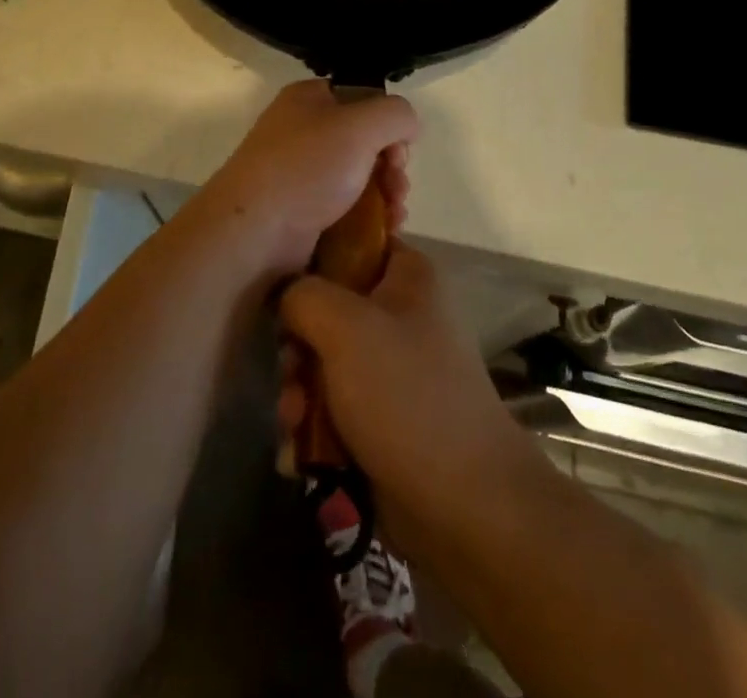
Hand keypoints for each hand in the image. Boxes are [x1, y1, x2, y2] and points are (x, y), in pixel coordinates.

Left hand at [191, 79, 416, 276]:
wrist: (254, 233)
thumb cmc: (306, 168)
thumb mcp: (360, 125)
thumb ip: (396, 114)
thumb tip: (407, 127)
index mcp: (308, 99)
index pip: (362, 99)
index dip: (388, 123)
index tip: (400, 150)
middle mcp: (302, 131)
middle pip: (366, 142)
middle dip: (392, 166)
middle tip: (398, 188)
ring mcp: (300, 174)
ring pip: (360, 178)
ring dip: (387, 195)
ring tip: (395, 216)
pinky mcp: (302, 212)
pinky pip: (346, 208)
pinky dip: (369, 218)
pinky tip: (385, 232)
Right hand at [278, 240, 540, 551]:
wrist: (463, 504)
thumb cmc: (406, 395)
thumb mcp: (346, 327)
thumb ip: (303, 295)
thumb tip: (283, 295)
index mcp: (407, 275)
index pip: (351, 241)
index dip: (312, 260)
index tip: (283, 290)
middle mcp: (401, 313)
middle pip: (328, 307)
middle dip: (298, 347)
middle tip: (292, 372)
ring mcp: (392, 366)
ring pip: (324, 360)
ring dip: (300, 392)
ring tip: (296, 422)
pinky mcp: (382, 415)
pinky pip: (333, 404)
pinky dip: (314, 425)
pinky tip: (300, 453)